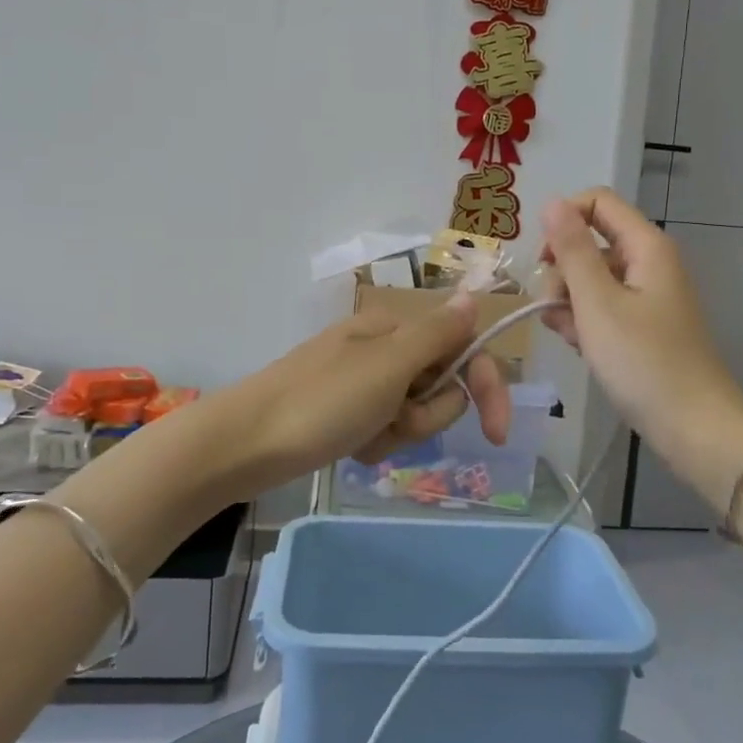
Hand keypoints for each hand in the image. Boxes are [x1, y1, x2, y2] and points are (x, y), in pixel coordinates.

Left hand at [222, 294, 511, 492]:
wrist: (245, 444)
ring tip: (363, 435)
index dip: (486, 387)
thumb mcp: (388, 365)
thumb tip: (473, 295)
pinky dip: (376, 444)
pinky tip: (350, 447)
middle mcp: (385, 350)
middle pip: (441, 386)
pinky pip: (386, 430)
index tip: (497, 433)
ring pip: (416, 413)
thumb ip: (437, 333)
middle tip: (390, 418)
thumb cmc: (321, 401)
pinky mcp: (348, 414)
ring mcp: (365, 383)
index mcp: (396, 329)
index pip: (464, 348)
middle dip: (425, 414)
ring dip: (399, 432)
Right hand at [540, 190, 742, 501]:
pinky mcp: (642, 325)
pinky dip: (586, 322)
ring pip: (591, 279)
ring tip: (572, 338)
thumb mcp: (597, 303)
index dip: (563, 221)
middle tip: (554, 309)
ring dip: (570, 302)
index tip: (543, 260)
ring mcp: (646, 295)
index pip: (597, 202)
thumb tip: (552, 203)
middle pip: (590, 243)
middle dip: (562, 272)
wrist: (694, 427)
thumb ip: (572, 250)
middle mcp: (647, 262)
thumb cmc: (643, 361)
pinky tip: (582, 348)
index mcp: (645, 246)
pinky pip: (603, 308)